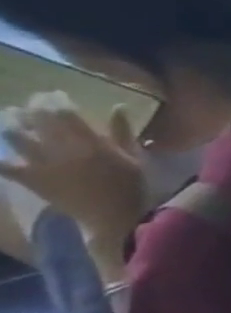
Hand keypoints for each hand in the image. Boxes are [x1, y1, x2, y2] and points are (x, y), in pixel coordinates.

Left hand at [0, 103, 146, 249]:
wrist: (114, 217)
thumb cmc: (131, 186)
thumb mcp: (135, 158)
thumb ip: (123, 132)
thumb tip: (118, 107)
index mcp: (92, 144)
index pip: (64, 114)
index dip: (55, 101)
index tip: (55, 95)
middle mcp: (63, 150)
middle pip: (38, 121)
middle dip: (33, 107)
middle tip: (34, 101)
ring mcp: (43, 165)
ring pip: (16, 137)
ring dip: (11, 123)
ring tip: (12, 116)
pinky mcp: (31, 179)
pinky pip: (6, 165)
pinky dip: (0, 158)